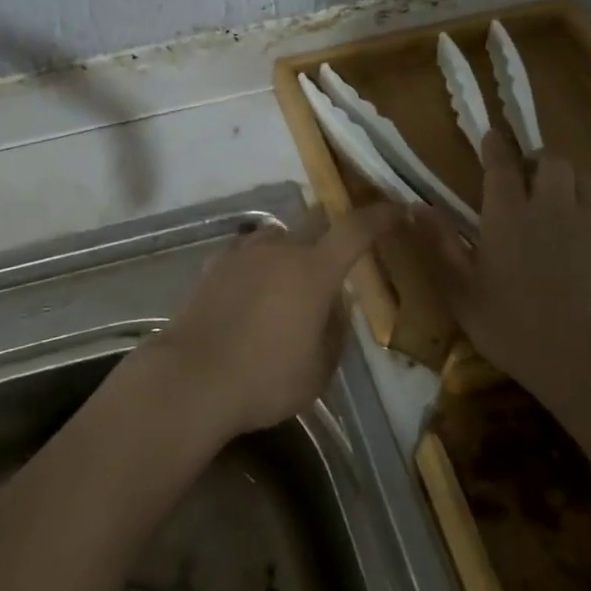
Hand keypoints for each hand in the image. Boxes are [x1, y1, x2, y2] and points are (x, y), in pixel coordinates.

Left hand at [153, 204, 403, 437]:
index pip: (355, 230)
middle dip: (332, 232)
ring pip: (278, 237)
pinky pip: (247, 254)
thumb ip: (335, 329)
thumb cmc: (265, 380)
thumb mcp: (319, 370)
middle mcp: (280, 249)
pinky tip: (252, 292)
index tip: (398, 210)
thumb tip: (337, 303)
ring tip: (289, 282)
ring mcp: (243, 253)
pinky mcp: (215, 265)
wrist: (192, 378)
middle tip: (339, 254)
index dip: (380, 217)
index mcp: (314, 271)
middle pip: (315, 223)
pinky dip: (258, 266)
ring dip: (291, 250)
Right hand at [441, 131, 590, 409]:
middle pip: (553, 162)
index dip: (495, 146)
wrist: (582, 359)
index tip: (490, 136)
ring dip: (575, 180)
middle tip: (527, 174)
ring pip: (590, 181)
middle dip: (540, 159)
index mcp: (507, 214)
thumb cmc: (511, 324)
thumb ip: (439, 243)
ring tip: (562, 194)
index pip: (502, 164)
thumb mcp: (460, 289)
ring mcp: (590, 227)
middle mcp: (550, 208)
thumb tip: (413, 206)